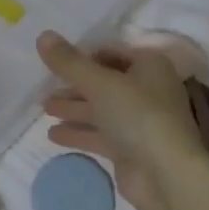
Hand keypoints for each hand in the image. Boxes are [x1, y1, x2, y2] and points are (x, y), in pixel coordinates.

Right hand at [38, 31, 205, 209]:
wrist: (165, 174)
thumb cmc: (137, 115)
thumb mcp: (99, 83)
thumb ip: (69, 62)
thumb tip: (43, 35)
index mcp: (149, 66)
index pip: (111, 53)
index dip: (83, 56)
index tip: (54, 61)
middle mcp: (147, 90)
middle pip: (104, 82)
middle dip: (74, 85)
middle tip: (44, 87)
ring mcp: (139, 121)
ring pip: (101, 110)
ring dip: (73, 108)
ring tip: (44, 108)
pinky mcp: (130, 148)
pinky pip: (100, 135)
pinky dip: (79, 132)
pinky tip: (53, 135)